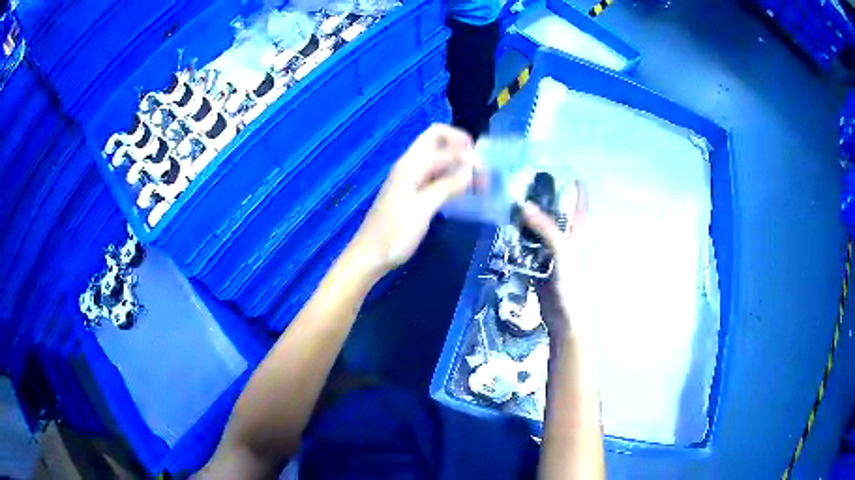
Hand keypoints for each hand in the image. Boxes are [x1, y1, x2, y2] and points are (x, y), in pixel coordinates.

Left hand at [350, 124, 479, 273]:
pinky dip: (452, 177)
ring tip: (480, 181)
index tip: (484, 171)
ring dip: (458, 162)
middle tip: (480, 164)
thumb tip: (472, 169)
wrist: (371, 255)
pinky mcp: (414, 192)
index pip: (441, 141)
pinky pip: (436, 175)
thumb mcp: (423, 209)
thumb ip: (447, 185)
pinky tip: (465, 190)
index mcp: (410, 164)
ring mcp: (411, 178)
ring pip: (438, 157)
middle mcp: (410, 165)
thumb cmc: (395, 233)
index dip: (465, 150)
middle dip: (460, 146)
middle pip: (437, 139)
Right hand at [521, 180, 590, 340]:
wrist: (563, 317)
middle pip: (553, 209)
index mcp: (578, 229)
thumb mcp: (562, 251)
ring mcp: (550, 248)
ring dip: (525, 215)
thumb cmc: (571, 282)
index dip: (569, 181)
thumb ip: (545, 228)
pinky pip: (526, 243)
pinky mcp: (537, 261)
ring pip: (537, 225)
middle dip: (539, 196)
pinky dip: (517, 235)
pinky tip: (503, 227)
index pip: (578, 198)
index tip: (552, 166)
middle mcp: (565, 234)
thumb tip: (523, 204)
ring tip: (505, 199)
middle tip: (517, 181)